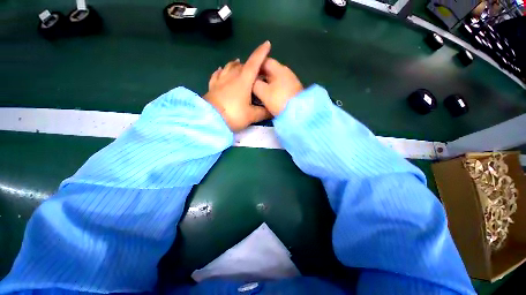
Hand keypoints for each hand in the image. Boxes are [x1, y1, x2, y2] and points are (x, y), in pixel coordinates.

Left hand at [204, 41, 271, 131]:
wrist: (211, 120)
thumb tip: (273, 111)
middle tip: (257, 69)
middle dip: (251, 63)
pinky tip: (221, 70)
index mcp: (243, 81)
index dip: (261, 53)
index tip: (267, 44)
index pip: (254, 63)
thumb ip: (263, 113)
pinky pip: (217, 74)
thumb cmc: (234, 115)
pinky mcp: (212, 86)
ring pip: (229, 67)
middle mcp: (232, 76)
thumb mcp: (251, 116)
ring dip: (236, 64)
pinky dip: (221, 70)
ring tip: (240, 64)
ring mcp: (220, 80)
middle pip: (242, 65)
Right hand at [252, 58, 303, 115]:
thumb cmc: (279, 100)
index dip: (255, 66)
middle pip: (270, 70)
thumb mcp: (264, 92)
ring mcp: (291, 81)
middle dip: (260, 75)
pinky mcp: (293, 90)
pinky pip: (280, 86)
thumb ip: (254, 84)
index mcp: (279, 69)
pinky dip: (273, 88)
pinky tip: (269, 95)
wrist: (298, 113)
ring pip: (275, 79)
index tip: (247, 73)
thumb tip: (251, 80)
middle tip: (251, 83)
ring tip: (258, 90)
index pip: (265, 61)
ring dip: (266, 83)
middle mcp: (286, 72)